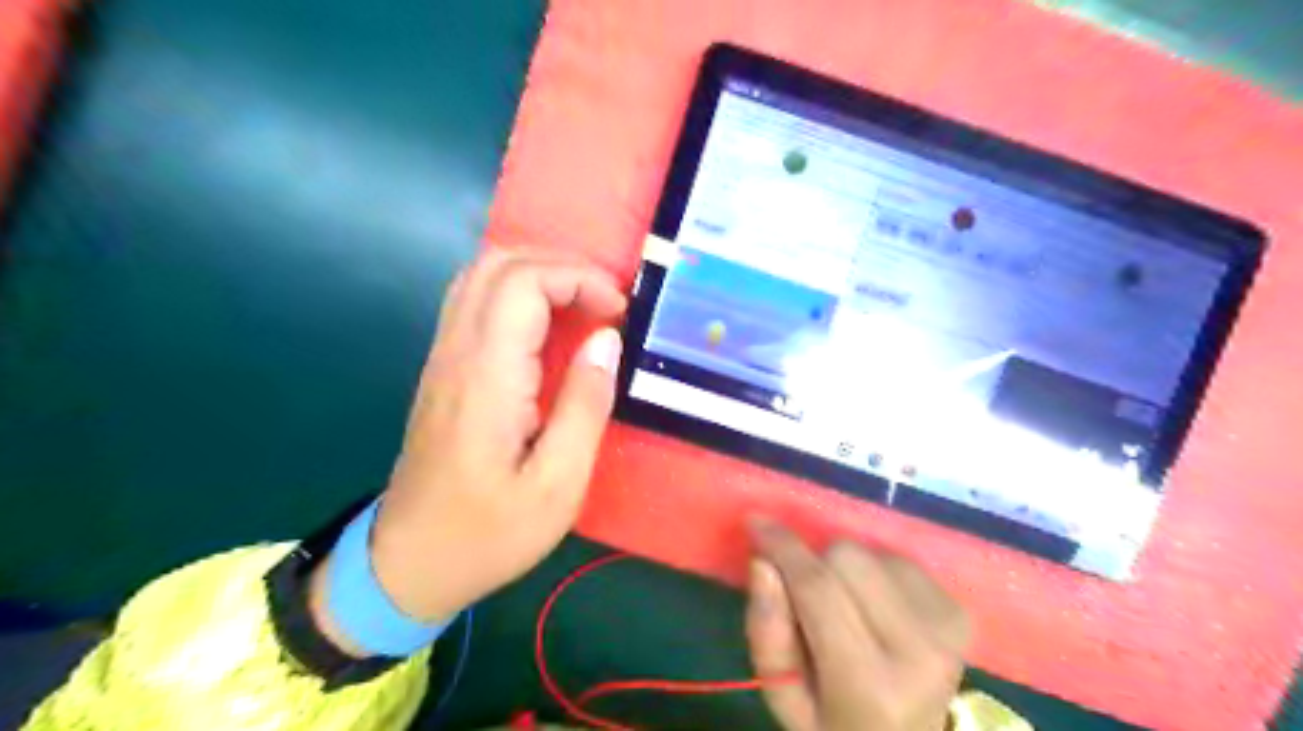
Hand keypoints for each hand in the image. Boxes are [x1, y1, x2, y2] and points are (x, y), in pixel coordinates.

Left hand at [310, 248, 621, 648]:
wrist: (410, 564)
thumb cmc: (489, 533)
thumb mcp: (557, 485)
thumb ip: (586, 406)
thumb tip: (606, 339)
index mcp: (486, 377)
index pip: (523, 281)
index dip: (578, 278)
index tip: (618, 313)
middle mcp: (457, 353)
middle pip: (498, 264)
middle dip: (562, 267)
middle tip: (606, 303)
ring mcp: (443, 358)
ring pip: (482, 276)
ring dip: (540, 275)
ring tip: (585, 307)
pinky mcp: (444, 370)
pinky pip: (477, 303)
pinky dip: (520, 294)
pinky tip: (550, 326)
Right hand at [744, 519, 966, 730]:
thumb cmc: (834, 724)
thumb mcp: (784, 696)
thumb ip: (767, 632)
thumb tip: (763, 563)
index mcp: (869, 684)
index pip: (818, 589)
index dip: (783, 547)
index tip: (756, 521)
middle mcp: (919, 650)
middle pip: (846, 557)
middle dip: (815, 565)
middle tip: (809, 599)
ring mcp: (946, 627)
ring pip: (871, 551)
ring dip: (846, 569)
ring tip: (847, 608)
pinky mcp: (959, 610)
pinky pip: (897, 558)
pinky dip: (874, 573)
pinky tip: (875, 607)